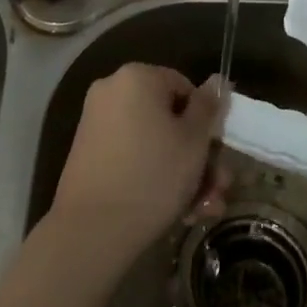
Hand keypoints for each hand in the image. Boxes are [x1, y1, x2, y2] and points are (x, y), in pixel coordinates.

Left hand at [49, 64, 228, 268]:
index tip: (217, 152)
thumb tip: (216, 80)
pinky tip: (179, 211)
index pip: (184, 87)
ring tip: (202, 209)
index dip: (205, 119)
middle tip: (217, 189)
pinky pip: (131, 156)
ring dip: (182, 172)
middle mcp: (112, 91)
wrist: (92, 230)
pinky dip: (154, 176)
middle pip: (168, 118)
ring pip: (153, 141)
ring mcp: (96, 123)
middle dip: (198, 155)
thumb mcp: (194, 140)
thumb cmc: (153, 175)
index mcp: (137, 77)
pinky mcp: (88, 154)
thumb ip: (208, 107)